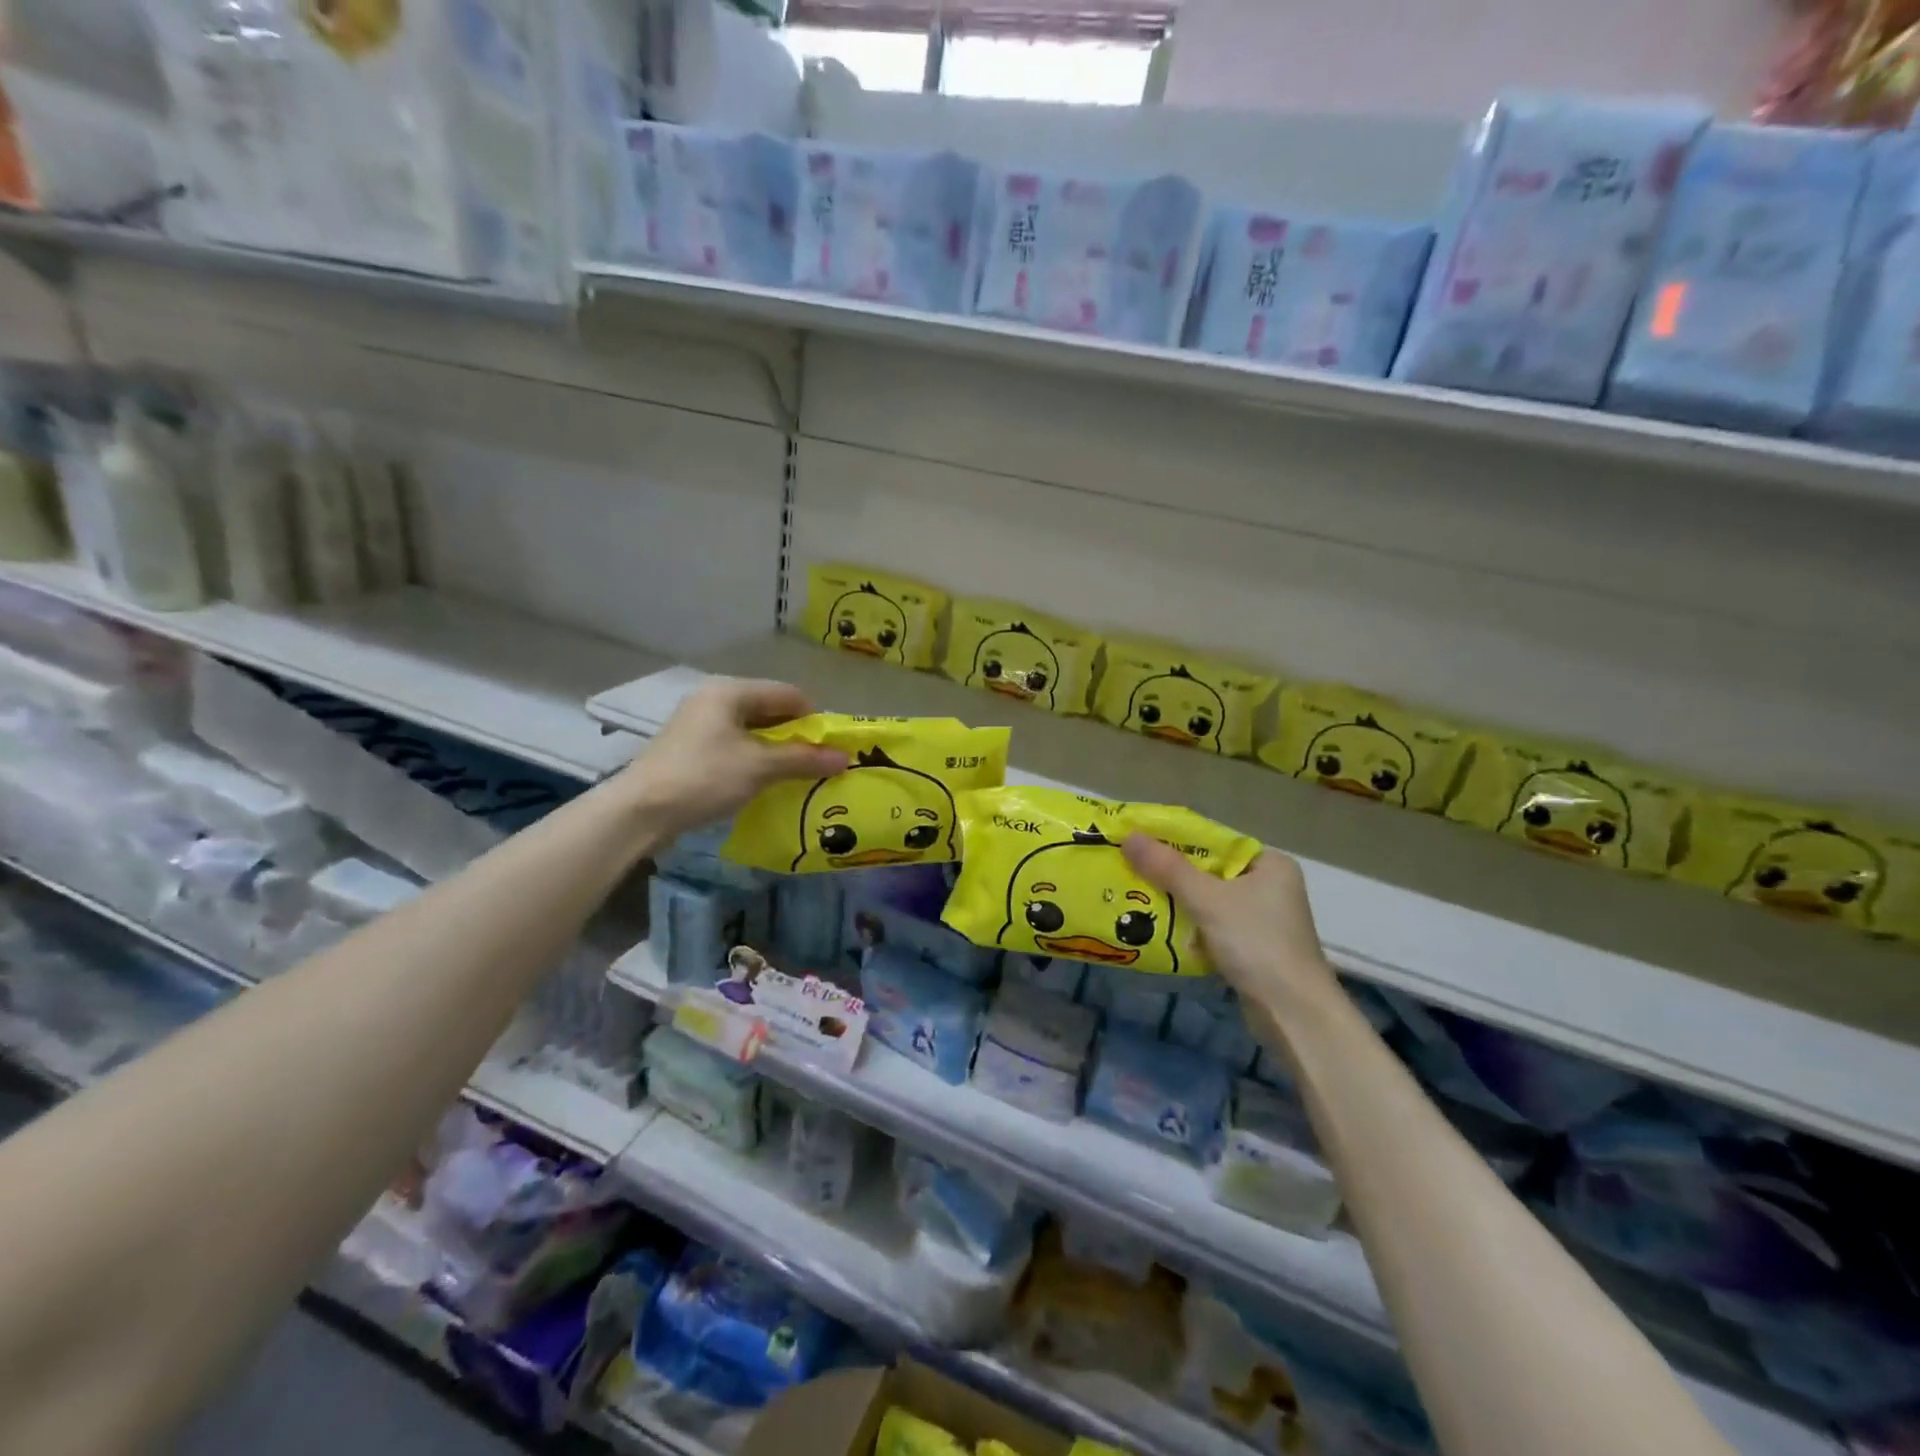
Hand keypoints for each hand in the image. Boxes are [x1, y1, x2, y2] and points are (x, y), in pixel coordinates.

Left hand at [619, 679, 847, 838]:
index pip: (787, 694)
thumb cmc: (704, 778)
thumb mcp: (760, 767)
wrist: (640, 811)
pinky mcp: (689, 748)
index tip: (830, 748)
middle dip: (795, 736)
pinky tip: (762, 782)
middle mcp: (713, 699)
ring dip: (775, 751)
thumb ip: (804, 759)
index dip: (814, 719)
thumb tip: (845, 758)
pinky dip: (753, 760)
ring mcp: (698, 724)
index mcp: (730, 691)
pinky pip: (734, 746)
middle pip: (769, 710)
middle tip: (816, 763)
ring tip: (794, 776)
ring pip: (751, 730)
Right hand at [1122, 836, 1342, 1016]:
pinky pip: (1212, 925)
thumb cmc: (1256, 943)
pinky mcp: (1253, 947)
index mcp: (1269, 863)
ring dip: (1177, 901)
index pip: (1215, 841)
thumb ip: (1168, 868)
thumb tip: (1129, 837)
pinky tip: (1160, 926)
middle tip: (1131, 867)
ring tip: (1136, 894)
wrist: (1292, 1013)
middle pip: (1209, 870)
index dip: (1176, 839)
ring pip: (1209, 899)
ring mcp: (1262, 919)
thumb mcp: (1207, 900)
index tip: (1140, 841)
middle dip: (1172, 873)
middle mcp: (1270, 885)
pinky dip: (1190, 925)